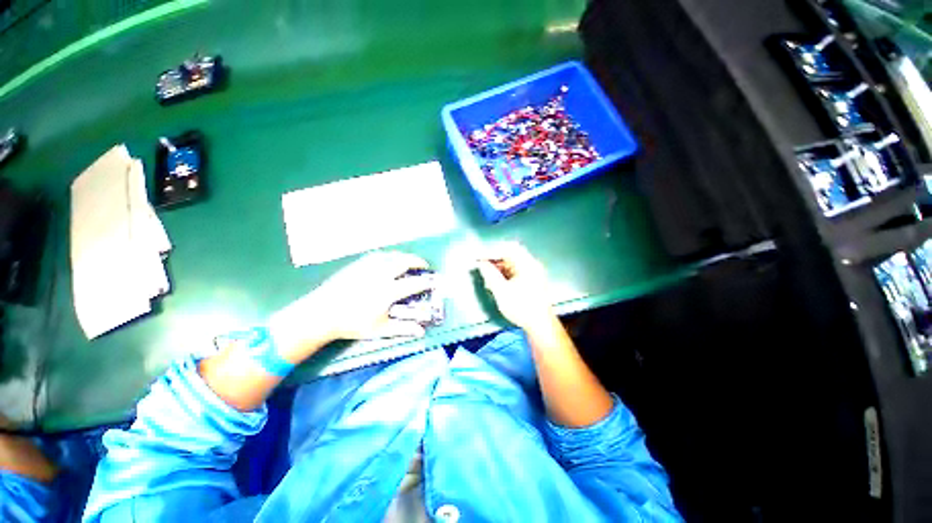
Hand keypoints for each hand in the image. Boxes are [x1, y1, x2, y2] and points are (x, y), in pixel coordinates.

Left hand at [269, 251, 433, 360]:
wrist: (321, 313)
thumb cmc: (352, 323)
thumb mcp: (379, 329)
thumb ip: (402, 328)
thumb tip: (421, 331)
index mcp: (388, 290)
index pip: (414, 283)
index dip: (427, 282)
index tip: (433, 282)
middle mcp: (381, 274)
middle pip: (405, 262)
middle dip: (418, 262)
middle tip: (424, 266)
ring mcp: (369, 266)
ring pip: (393, 255)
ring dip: (405, 257)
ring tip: (409, 261)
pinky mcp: (359, 264)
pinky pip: (379, 255)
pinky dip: (390, 256)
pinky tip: (389, 260)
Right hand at [476, 243, 555, 331]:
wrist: (540, 326)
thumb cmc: (521, 307)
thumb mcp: (501, 291)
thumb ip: (490, 274)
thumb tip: (481, 263)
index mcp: (527, 264)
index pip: (508, 248)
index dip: (492, 250)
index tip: (480, 257)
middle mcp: (532, 264)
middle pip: (511, 253)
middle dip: (495, 258)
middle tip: (482, 264)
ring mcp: (533, 272)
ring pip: (513, 262)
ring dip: (499, 266)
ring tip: (487, 274)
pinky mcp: (531, 280)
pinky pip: (516, 270)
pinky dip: (505, 273)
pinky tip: (496, 281)